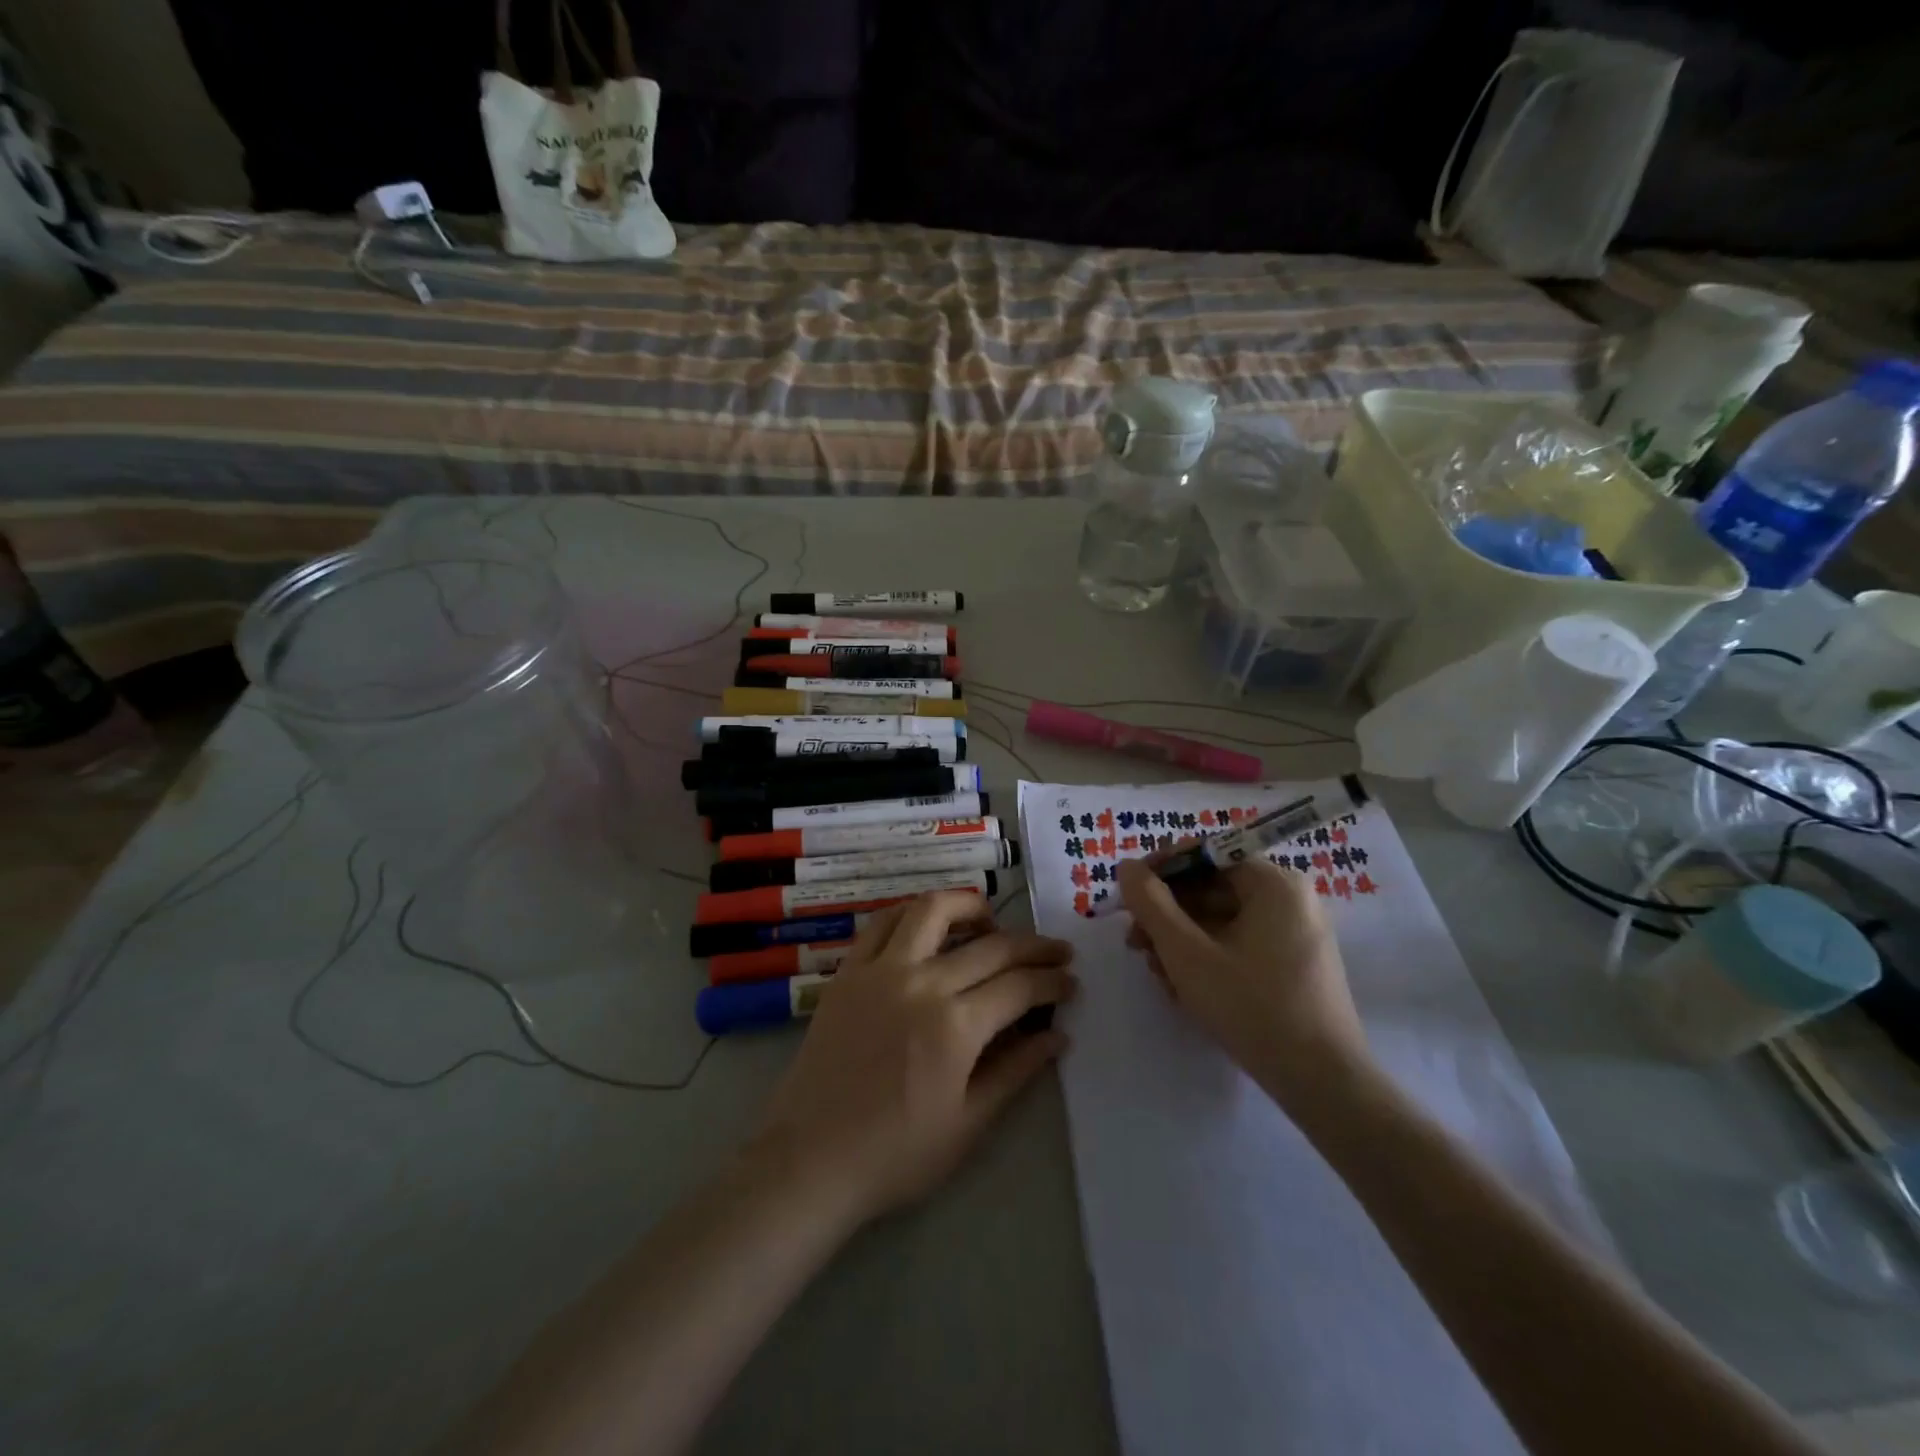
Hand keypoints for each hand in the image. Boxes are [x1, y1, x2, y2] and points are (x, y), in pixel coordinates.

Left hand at [751, 892, 1075, 1226]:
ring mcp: (880, 970)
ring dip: (970, 907)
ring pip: (932, 910)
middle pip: (991, 946)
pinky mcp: (849, 971)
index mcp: (955, 1027)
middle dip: (1033, 946)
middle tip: (1055, 953)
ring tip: (991, 923)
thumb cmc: (895, 1154)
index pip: (1020, 986)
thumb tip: (1058, 1037)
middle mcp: (921, 983)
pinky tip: (929, 927)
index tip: (1071, 983)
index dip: (1052, 982)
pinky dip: (913, 914)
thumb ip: (1016, 1071)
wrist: (810, 1159)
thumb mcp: (968, 1124)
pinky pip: (883, 922)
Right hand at [1116, 857, 1369, 1108]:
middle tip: (1135, 944)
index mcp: (1274, 883)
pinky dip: (1208, 957)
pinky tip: (1185, 988)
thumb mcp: (1187, 953)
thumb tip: (1128, 867)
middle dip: (1168, 915)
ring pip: (1223, 920)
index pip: (1206, 855)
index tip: (1127, 895)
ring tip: (1158, 974)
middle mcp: (1291, 899)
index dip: (1160, 870)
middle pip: (1212, 889)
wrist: (1323, 1083)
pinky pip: (1241, 944)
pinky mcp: (1295, 965)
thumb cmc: (1252, 1007)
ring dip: (1182, 940)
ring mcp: (1297, 933)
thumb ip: (1151, 904)